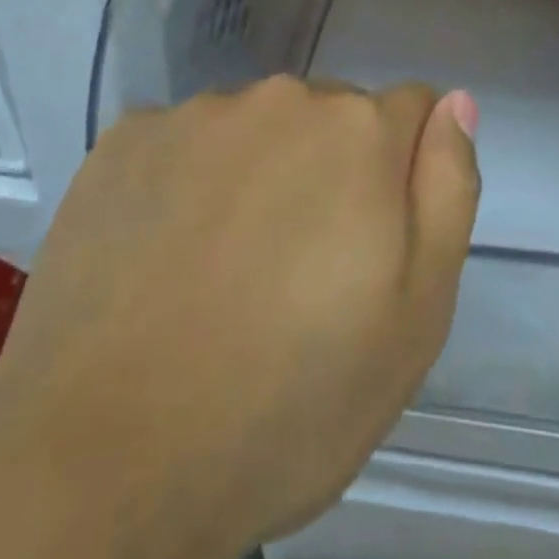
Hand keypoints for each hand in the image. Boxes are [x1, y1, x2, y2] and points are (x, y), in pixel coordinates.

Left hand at [0, 77, 478, 558]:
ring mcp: (194, 115)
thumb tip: (455, 103)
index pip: (411, 110)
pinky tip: (163, 256)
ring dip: (260, 172)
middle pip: (332, 114)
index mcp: (358, 130)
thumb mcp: (418, 312)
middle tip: (301, 269)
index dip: (403, 171)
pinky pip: (184, 142)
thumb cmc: (292, 399)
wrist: (103, 461)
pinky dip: (188, 181)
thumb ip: (447, 188)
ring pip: (257, 128)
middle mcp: (280, 97)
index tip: (375, 238)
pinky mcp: (123, 142)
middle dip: (333, 168)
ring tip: (227, 269)